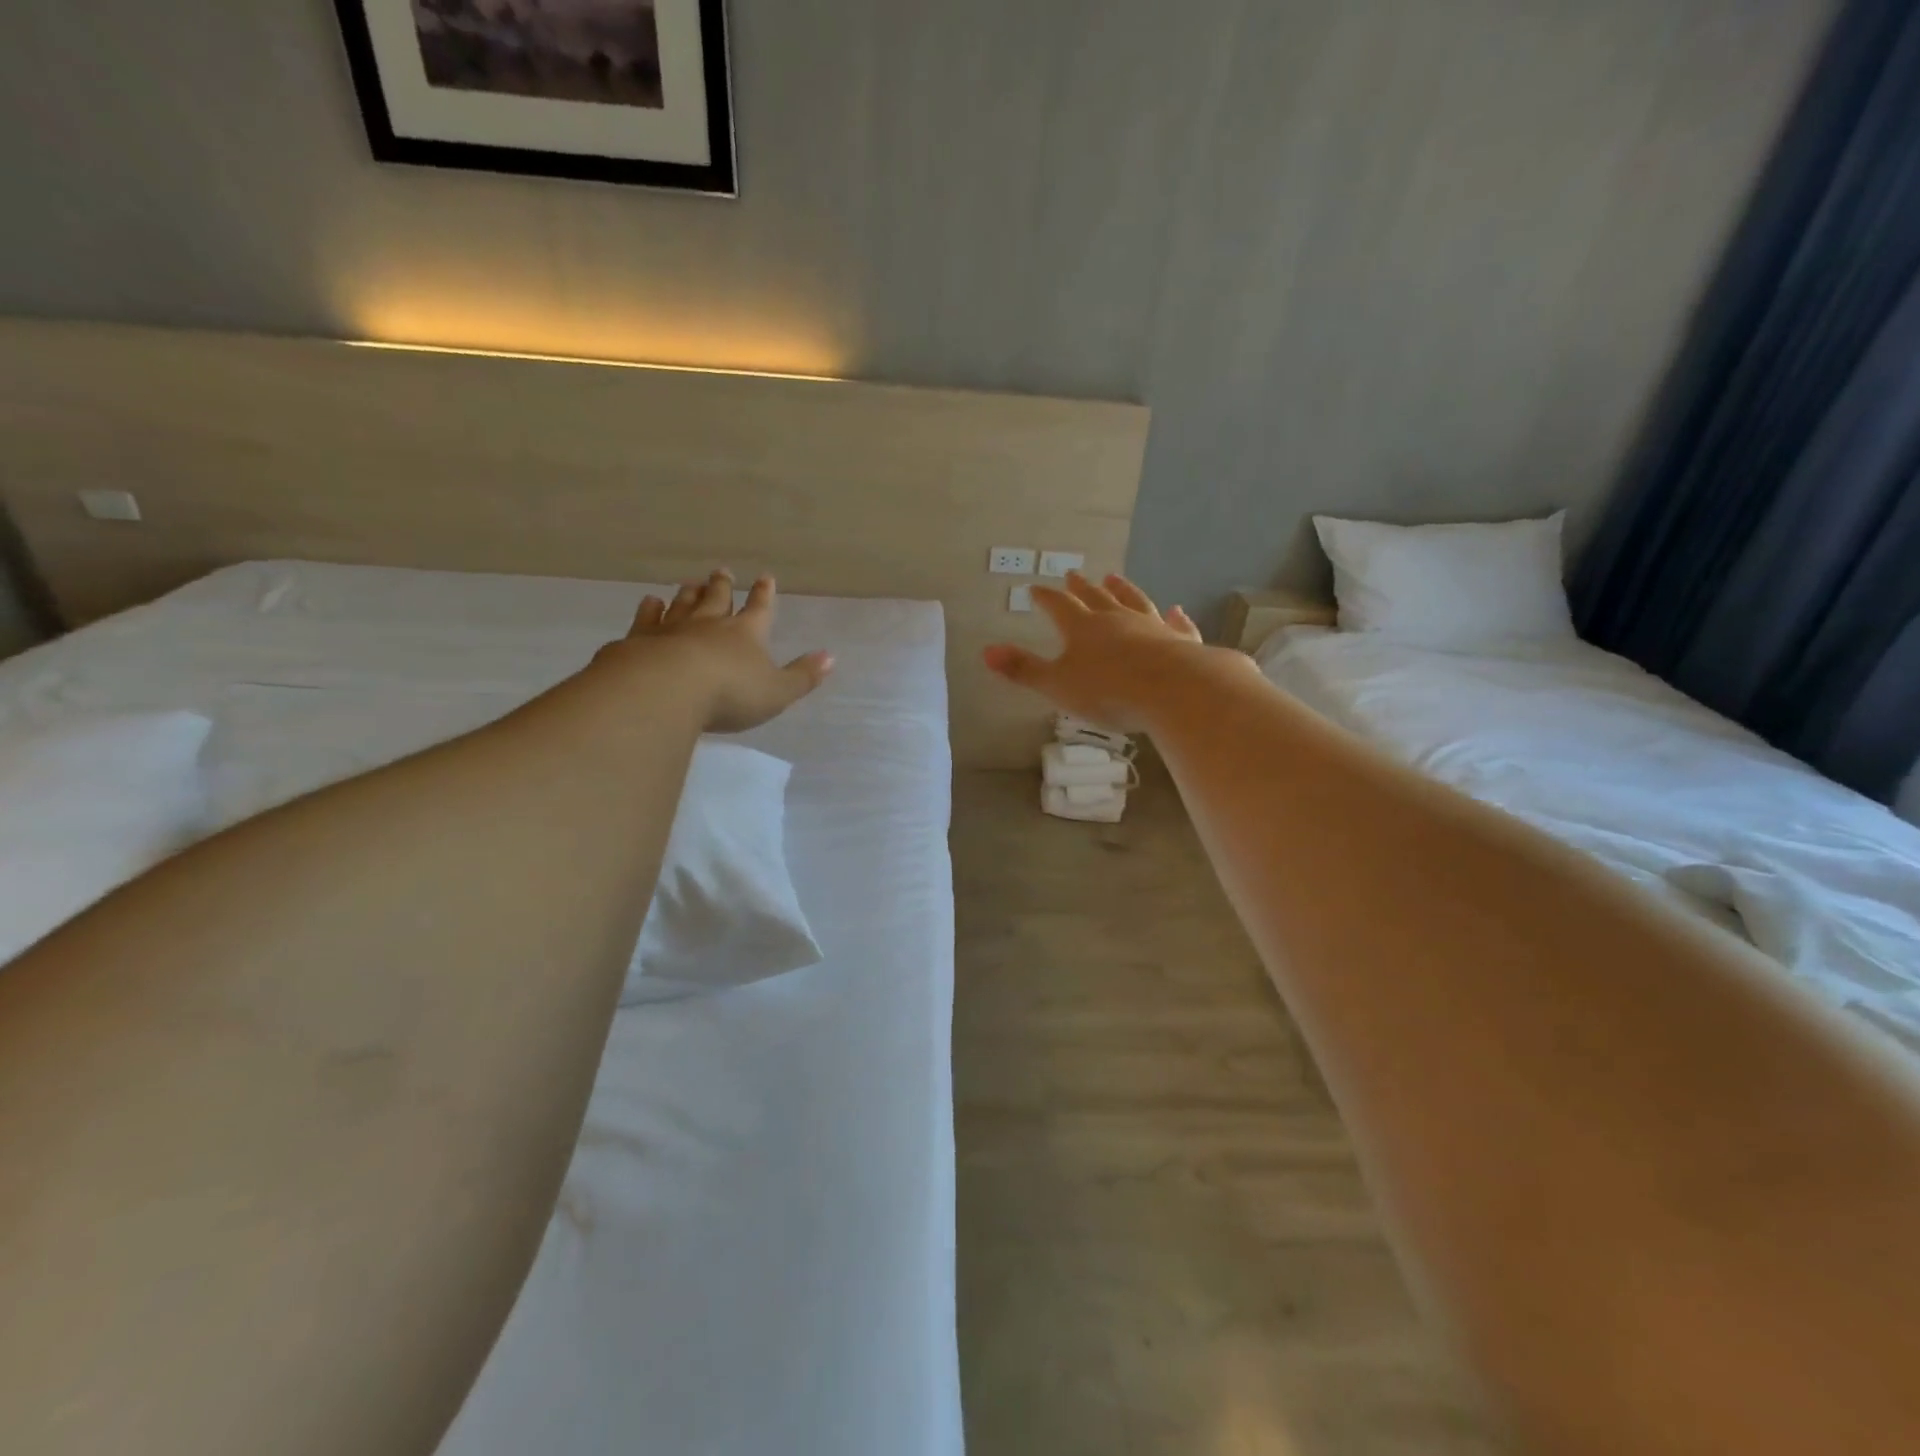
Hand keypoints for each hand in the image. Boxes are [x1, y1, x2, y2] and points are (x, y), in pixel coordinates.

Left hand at [594, 570, 833, 733]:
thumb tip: (831, 656)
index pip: (759, 609)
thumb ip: (802, 676)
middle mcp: (709, 624)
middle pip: (717, 599)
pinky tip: (649, 602)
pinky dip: (649, 609)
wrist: (666, 690)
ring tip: (690, 583)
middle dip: (722, 585)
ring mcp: (672, 629)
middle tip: (721, 571)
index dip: (764, 595)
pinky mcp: (640, 640)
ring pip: (683, 604)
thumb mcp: (777, 692)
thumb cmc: (730, 693)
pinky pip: (647, 619)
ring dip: (689, 593)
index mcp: (746, 634)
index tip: (765, 577)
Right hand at [984, 572, 1240, 731]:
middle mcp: (1116, 619)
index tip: (1035, 588)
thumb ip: (1023, 669)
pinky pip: (1176, 625)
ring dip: (1123, 590)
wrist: (1172, 690)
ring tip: (1114, 577)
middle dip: (1081, 588)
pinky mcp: (1179, 641)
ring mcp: (1151, 627)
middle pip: (1095, 598)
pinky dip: (1175, 617)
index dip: (1045, 598)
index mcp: (1082, 628)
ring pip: (1134, 602)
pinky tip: (1177, 610)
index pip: (1058, 606)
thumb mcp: (1057, 685)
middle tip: (1074, 574)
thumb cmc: (1108, 690)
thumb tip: (985, 652)